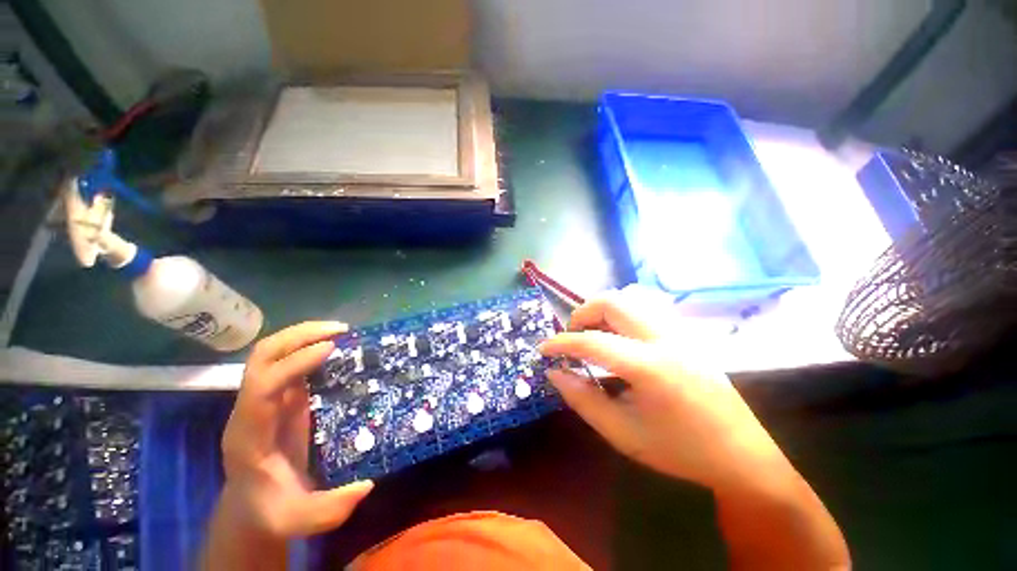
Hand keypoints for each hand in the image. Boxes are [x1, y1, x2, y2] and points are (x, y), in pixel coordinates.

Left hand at [219, 322, 373, 537]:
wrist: (253, 507)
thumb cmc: (272, 511)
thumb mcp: (298, 520)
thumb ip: (327, 511)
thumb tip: (365, 485)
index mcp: (249, 434)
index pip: (262, 386)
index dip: (294, 364)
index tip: (331, 348)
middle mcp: (251, 409)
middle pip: (261, 357)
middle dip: (298, 336)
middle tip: (340, 330)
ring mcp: (265, 399)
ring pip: (272, 353)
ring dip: (304, 335)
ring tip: (342, 331)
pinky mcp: (281, 397)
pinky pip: (290, 362)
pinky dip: (310, 346)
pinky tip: (337, 346)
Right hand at [538, 288, 789, 491]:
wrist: (741, 455)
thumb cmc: (678, 450)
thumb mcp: (621, 433)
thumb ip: (582, 399)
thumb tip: (554, 373)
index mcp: (650, 367)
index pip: (592, 342)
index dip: (561, 343)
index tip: (542, 349)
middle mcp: (665, 338)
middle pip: (612, 301)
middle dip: (582, 314)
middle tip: (573, 338)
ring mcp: (679, 331)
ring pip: (629, 299)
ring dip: (602, 311)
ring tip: (594, 336)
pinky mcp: (685, 332)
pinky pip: (644, 308)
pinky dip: (621, 315)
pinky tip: (619, 338)